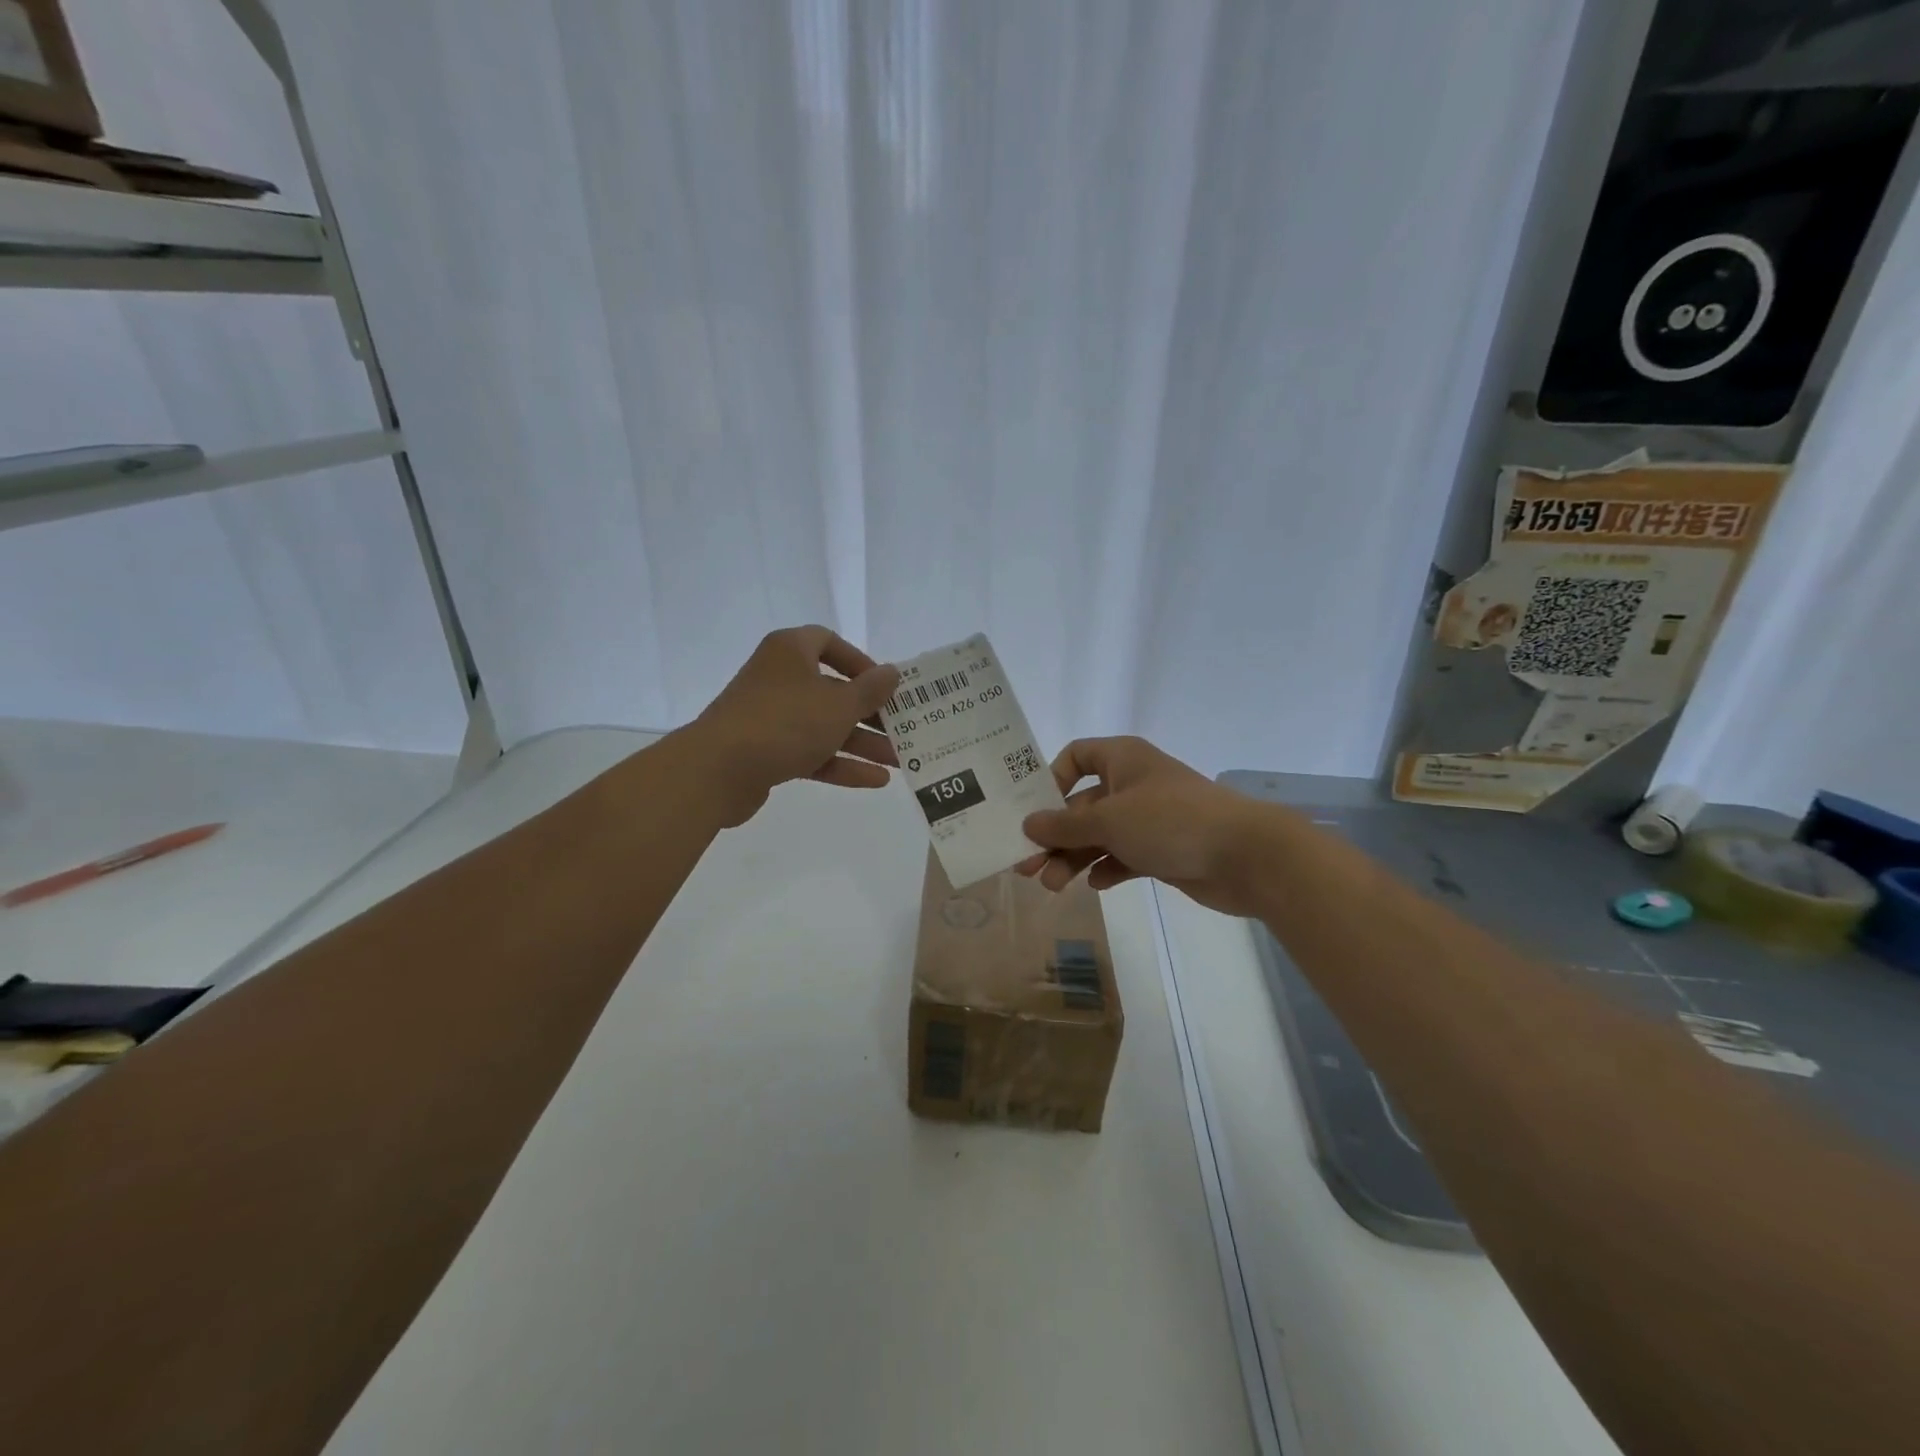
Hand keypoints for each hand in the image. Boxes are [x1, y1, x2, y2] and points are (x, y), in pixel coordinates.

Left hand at [688, 626, 900, 826]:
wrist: (718, 770)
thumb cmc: (784, 722)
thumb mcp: (839, 705)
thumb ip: (870, 690)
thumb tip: (892, 672)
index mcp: (790, 651)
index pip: (828, 642)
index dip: (859, 661)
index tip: (883, 684)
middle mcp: (779, 678)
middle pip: (831, 690)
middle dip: (869, 712)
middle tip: (901, 727)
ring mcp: (770, 717)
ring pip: (823, 725)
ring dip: (861, 742)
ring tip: (899, 760)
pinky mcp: (765, 751)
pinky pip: (810, 752)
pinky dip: (840, 764)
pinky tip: (875, 780)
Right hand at [1017, 736, 1265, 916]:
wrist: (1245, 856)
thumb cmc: (1170, 821)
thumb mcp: (1108, 820)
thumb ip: (1064, 826)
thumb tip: (1028, 824)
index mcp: (1122, 760)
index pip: (1076, 756)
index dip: (1051, 780)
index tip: (1033, 810)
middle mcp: (1133, 784)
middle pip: (1081, 806)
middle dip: (1055, 836)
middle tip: (1028, 867)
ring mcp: (1149, 819)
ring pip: (1100, 836)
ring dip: (1075, 858)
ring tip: (1054, 886)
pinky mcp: (1162, 850)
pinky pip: (1124, 856)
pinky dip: (1107, 868)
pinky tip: (1097, 885)